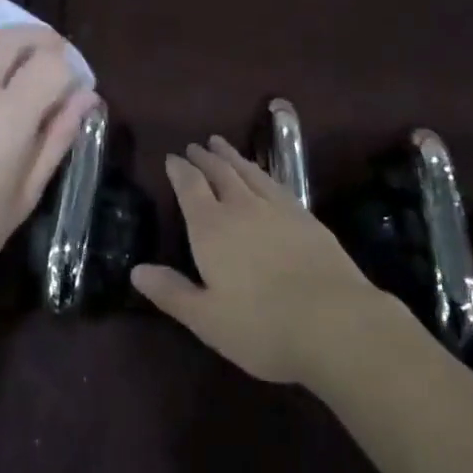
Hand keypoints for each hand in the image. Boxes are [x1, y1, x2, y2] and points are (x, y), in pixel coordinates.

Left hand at [0, 27, 97, 319]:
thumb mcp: (23, 198)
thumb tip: (86, 98)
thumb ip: (57, 139)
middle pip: (13, 35)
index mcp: (7, 118)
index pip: (52, 62)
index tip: (72, 86)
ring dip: (4, 48)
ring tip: (12, 73)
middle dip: (41, 40)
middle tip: (50, 61)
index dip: (70, 67)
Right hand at [131, 137, 390, 385]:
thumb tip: (136, 270)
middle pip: (220, 172)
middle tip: (197, 145)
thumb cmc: (262, 326)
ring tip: (223, 146)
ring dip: (233, 157)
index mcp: (211, 227)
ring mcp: (277, 209)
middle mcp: (242, 207)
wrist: (336, 322)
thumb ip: (172, 292)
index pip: (190, 187)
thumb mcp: (207, 319)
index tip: (172, 157)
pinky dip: (262, 172)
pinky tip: (263, 176)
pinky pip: (276, 183)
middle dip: (206, 158)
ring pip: (249, 172)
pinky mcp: (306, 217)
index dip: (179, 170)